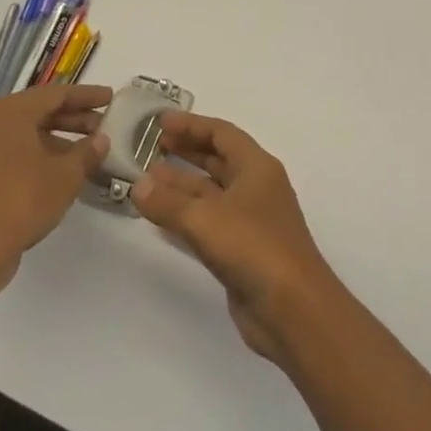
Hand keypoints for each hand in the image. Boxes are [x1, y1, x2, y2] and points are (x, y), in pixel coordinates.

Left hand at [0, 84, 111, 300]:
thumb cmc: (22, 200)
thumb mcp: (66, 175)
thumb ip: (88, 152)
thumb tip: (101, 141)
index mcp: (11, 113)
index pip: (56, 94)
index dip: (87, 96)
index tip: (111, 98)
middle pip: (41, 111)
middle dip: (75, 117)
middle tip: (104, 125)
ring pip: (29, 133)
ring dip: (61, 138)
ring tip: (90, 150)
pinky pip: (18, 152)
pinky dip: (43, 155)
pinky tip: (65, 171)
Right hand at [133, 113, 338, 367]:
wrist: (292, 307)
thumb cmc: (254, 248)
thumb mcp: (206, 219)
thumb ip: (168, 202)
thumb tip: (138, 185)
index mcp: (257, 167)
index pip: (223, 134)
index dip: (192, 125)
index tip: (159, 122)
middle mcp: (255, 187)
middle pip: (217, 159)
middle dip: (186, 150)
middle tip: (148, 145)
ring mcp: (249, 219)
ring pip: (210, 192)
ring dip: (180, 184)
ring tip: (145, 178)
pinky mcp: (240, 249)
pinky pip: (208, 221)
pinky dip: (184, 215)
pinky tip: (159, 216)